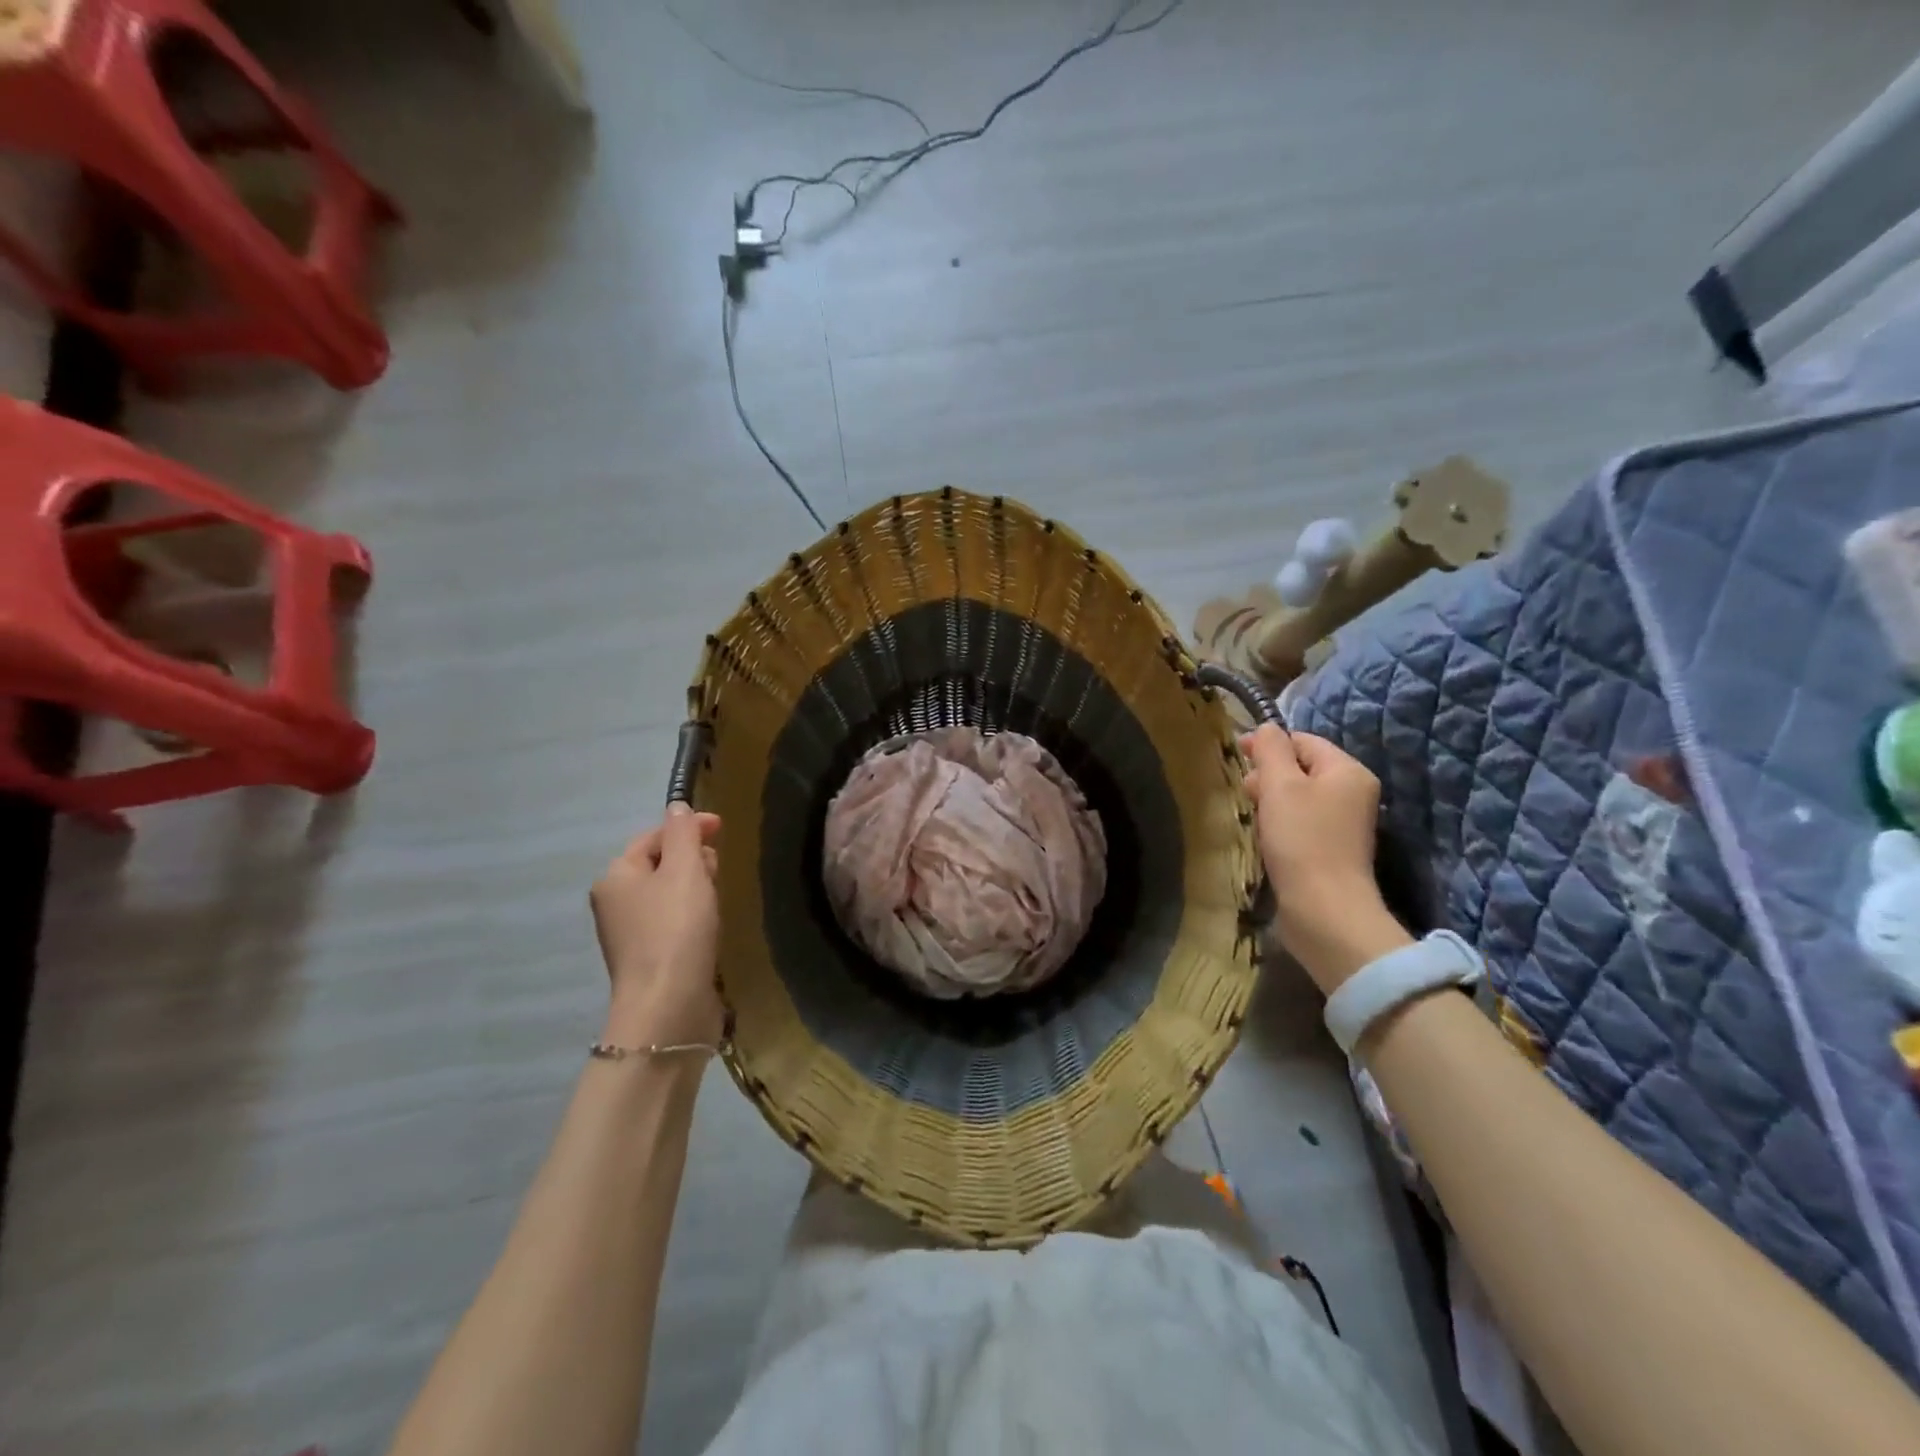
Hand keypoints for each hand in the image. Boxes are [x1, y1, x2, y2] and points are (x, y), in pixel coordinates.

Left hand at [590, 804, 724, 1046]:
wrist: (668, 1007)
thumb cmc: (676, 929)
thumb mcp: (685, 870)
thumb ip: (684, 833)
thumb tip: (677, 806)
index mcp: (616, 875)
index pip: (654, 836)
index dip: (688, 827)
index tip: (723, 828)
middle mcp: (615, 902)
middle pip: (660, 863)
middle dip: (693, 858)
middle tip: (719, 870)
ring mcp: (629, 934)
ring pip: (668, 893)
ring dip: (696, 887)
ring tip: (718, 898)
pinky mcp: (649, 959)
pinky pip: (672, 921)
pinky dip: (693, 915)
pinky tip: (710, 926)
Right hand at [1241, 724, 1407, 993]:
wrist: (1323, 909)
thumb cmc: (1301, 839)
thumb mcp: (1279, 785)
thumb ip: (1270, 750)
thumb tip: (1266, 728)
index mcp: (1348, 771)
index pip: (1303, 740)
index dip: (1268, 744)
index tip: (1237, 758)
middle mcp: (1353, 793)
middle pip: (1302, 768)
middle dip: (1268, 775)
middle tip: (1244, 793)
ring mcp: (1344, 825)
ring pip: (1298, 797)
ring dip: (1271, 801)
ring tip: (1251, 816)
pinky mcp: (1331, 850)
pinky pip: (1301, 823)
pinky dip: (1279, 824)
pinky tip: (1264, 837)